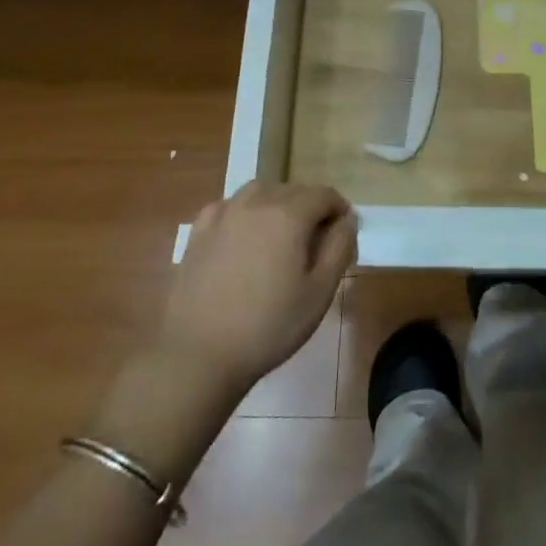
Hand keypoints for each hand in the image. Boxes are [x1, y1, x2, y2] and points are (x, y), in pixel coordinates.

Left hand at [159, 181, 357, 399]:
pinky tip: (242, 236)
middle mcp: (256, 203)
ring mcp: (223, 214)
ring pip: (259, 192)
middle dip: (310, 208)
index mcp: (289, 215)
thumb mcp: (319, 293)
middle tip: (314, 243)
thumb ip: (339, 248)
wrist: (198, 354)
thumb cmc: (268, 327)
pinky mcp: (198, 232)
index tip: (343, 234)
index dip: (339, 210)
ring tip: (280, 236)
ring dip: (277, 204)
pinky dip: (243, 212)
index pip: (324, 195)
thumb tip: (347, 219)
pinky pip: (228, 206)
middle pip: (293, 190)